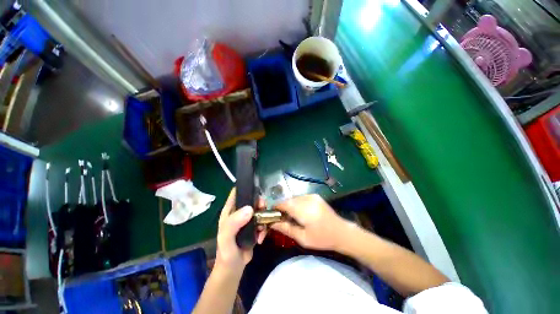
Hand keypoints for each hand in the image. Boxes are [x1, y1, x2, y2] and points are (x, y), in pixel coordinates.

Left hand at [215, 189, 265, 273]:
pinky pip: (263, 221)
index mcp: (230, 210)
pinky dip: (265, 227)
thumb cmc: (227, 251)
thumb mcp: (226, 237)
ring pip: (260, 210)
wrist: (234, 268)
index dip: (246, 187)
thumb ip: (234, 223)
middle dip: (260, 203)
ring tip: (263, 228)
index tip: (257, 187)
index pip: (237, 192)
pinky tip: (261, 238)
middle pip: (252, 199)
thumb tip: (250, 208)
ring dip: (264, 217)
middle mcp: (239, 212)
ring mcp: (247, 219)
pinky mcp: (254, 226)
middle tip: (264, 209)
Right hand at [271, 194, 349, 250]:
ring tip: (292, 216)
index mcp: (303, 210)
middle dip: (282, 207)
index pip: (284, 204)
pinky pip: (300, 197)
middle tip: (282, 218)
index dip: (276, 208)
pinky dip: (296, 203)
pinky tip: (300, 212)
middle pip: (288, 200)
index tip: (272, 215)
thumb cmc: (322, 239)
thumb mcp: (303, 238)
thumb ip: (286, 229)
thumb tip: (272, 223)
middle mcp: (307, 199)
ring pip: (294, 198)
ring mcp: (311, 196)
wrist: (342, 232)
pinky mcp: (315, 196)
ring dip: (289, 205)